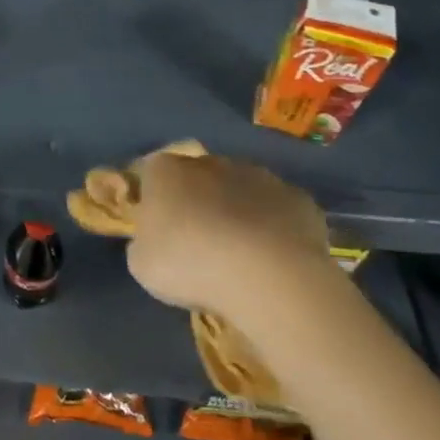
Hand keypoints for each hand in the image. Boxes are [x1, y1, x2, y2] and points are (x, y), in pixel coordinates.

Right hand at [125, 151, 330, 312]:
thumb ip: (144, 242)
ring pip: (241, 190)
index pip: (152, 174)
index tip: (160, 230)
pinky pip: (278, 211)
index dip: (155, 201)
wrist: (266, 276)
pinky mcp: (298, 198)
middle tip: (200, 244)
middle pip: (198, 178)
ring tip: (241, 256)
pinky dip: (274, 228)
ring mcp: (258, 176)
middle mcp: (210, 162)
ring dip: (238, 213)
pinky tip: (274, 259)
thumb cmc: (190, 265)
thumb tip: (154, 239)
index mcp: (165, 170)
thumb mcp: (142, 264)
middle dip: (198, 203)